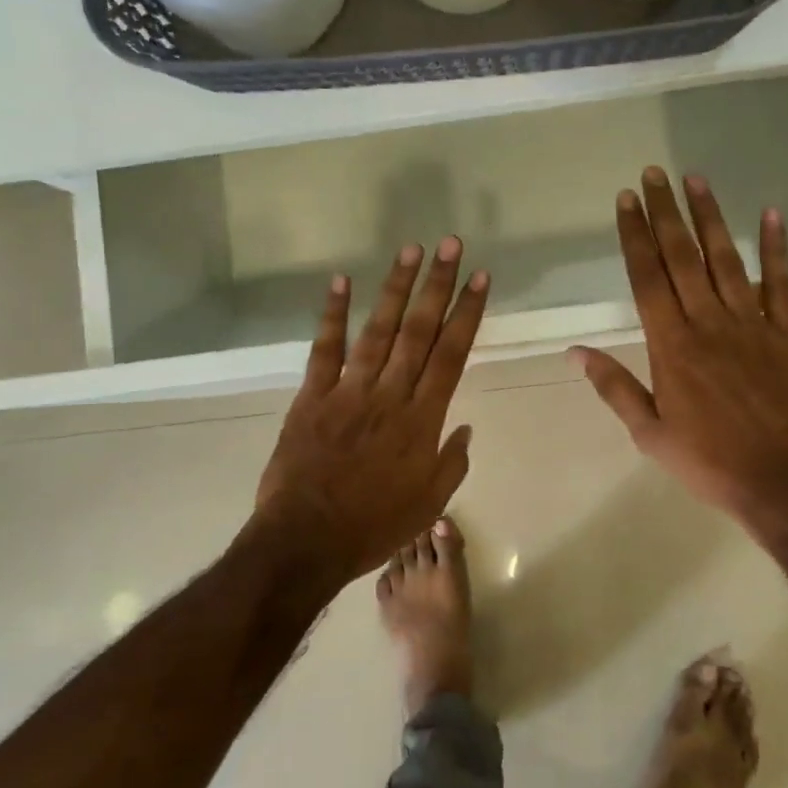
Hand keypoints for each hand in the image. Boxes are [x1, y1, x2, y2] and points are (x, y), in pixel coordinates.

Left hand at [256, 236, 489, 584]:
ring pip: (377, 331)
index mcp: (422, 420)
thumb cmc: (374, 526)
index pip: (451, 354)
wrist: (306, 542)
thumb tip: (463, 427)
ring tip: (410, 250)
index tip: (481, 279)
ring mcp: (348, 392)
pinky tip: (340, 281)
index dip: (468, 313)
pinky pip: (324, 350)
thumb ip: (452, 462)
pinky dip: (332, 315)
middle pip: (419, 331)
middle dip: (438, 285)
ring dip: (394, 288)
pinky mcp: (312, 398)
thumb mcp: (429, 503)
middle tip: (451, 245)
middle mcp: (390, 395)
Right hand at [573, 167, 787, 540]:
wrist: (784, 481)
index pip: (647, 279)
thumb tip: (576, 353)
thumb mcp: (650, 434)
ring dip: (710, 217)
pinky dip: (776, 248)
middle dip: (665, 212)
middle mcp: (709, 323)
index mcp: (672, 346)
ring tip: (695, 179)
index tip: (626, 200)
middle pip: (682, 257)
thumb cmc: (710, 462)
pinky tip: (770, 214)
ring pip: (726, 260)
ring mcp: (752, 324)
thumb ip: (615, 388)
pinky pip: (781, 283)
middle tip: (654, 173)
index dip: (634, 236)